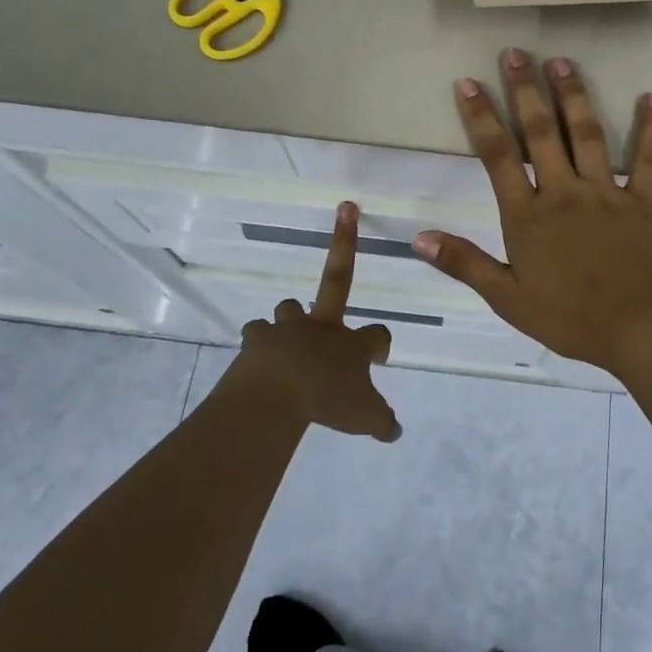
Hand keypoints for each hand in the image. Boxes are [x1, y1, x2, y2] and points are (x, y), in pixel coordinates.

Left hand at [230, 202, 400, 441]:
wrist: (276, 392)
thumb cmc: (327, 401)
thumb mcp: (365, 419)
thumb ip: (382, 422)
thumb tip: (395, 431)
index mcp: (351, 344)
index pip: (378, 334)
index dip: (381, 343)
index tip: (380, 352)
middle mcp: (322, 327)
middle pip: (333, 285)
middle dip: (343, 245)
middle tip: (345, 220)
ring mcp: (287, 329)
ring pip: (289, 308)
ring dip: (289, 319)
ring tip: (285, 338)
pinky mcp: (256, 340)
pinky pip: (256, 336)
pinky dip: (258, 345)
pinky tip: (257, 361)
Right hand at [414, 49, 651, 373]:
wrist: (639, 330)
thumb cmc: (569, 318)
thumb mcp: (507, 298)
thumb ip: (465, 264)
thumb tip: (418, 238)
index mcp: (528, 215)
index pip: (498, 156)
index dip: (481, 117)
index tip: (468, 82)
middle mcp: (565, 192)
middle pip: (542, 131)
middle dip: (525, 89)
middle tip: (516, 52)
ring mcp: (607, 192)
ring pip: (588, 134)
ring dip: (574, 95)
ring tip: (562, 62)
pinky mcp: (644, 200)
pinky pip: (648, 159)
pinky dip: (650, 127)